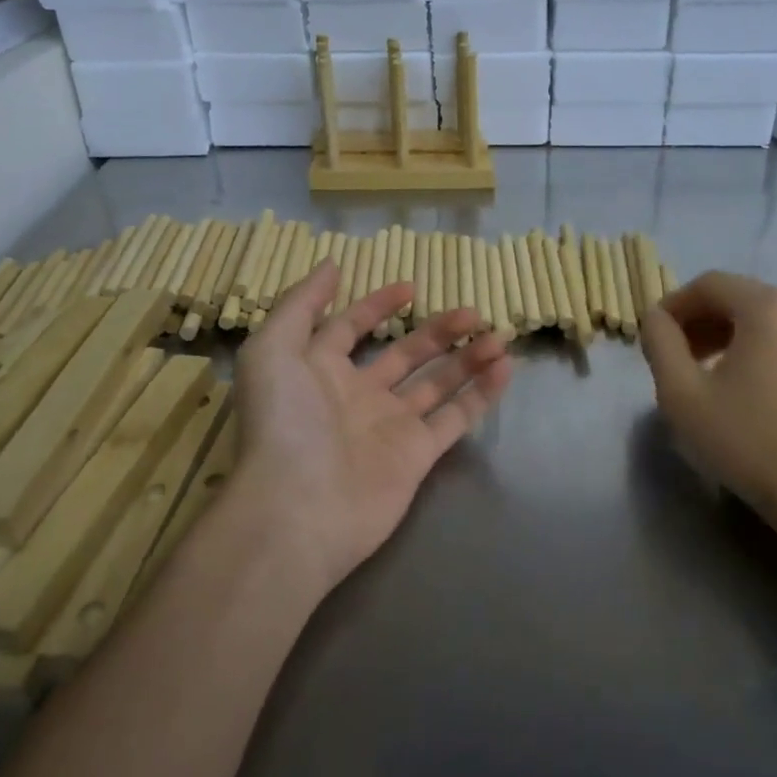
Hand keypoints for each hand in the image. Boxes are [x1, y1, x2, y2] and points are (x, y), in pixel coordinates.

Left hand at [229, 260, 511, 591]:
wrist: (296, 510)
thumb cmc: (283, 422)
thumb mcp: (272, 349)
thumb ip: (300, 304)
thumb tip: (331, 265)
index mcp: (319, 371)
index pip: (350, 329)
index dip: (376, 306)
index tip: (410, 286)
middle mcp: (357, 397)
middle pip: (405, 354)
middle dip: (438, 331)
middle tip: (472, 311)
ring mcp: (390, 427)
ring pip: (437, 383)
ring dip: (467, 357)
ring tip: (499, 335)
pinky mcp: (417, 456)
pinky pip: (455, 417)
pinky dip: (481, 393)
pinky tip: (505, 367)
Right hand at [638, 271, 776, 525]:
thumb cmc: (746, 440)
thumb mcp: (682, 392)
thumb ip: (660, 343)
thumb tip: (655, 318)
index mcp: (766, 307)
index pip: (708, 284)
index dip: (673, 305)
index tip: (652, 336)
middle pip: (735, 297)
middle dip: (697, 320)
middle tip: (672, 355)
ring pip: (758, 318)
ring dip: (721, 334)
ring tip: (698, 371)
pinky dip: (750, 347)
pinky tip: (735, 384)